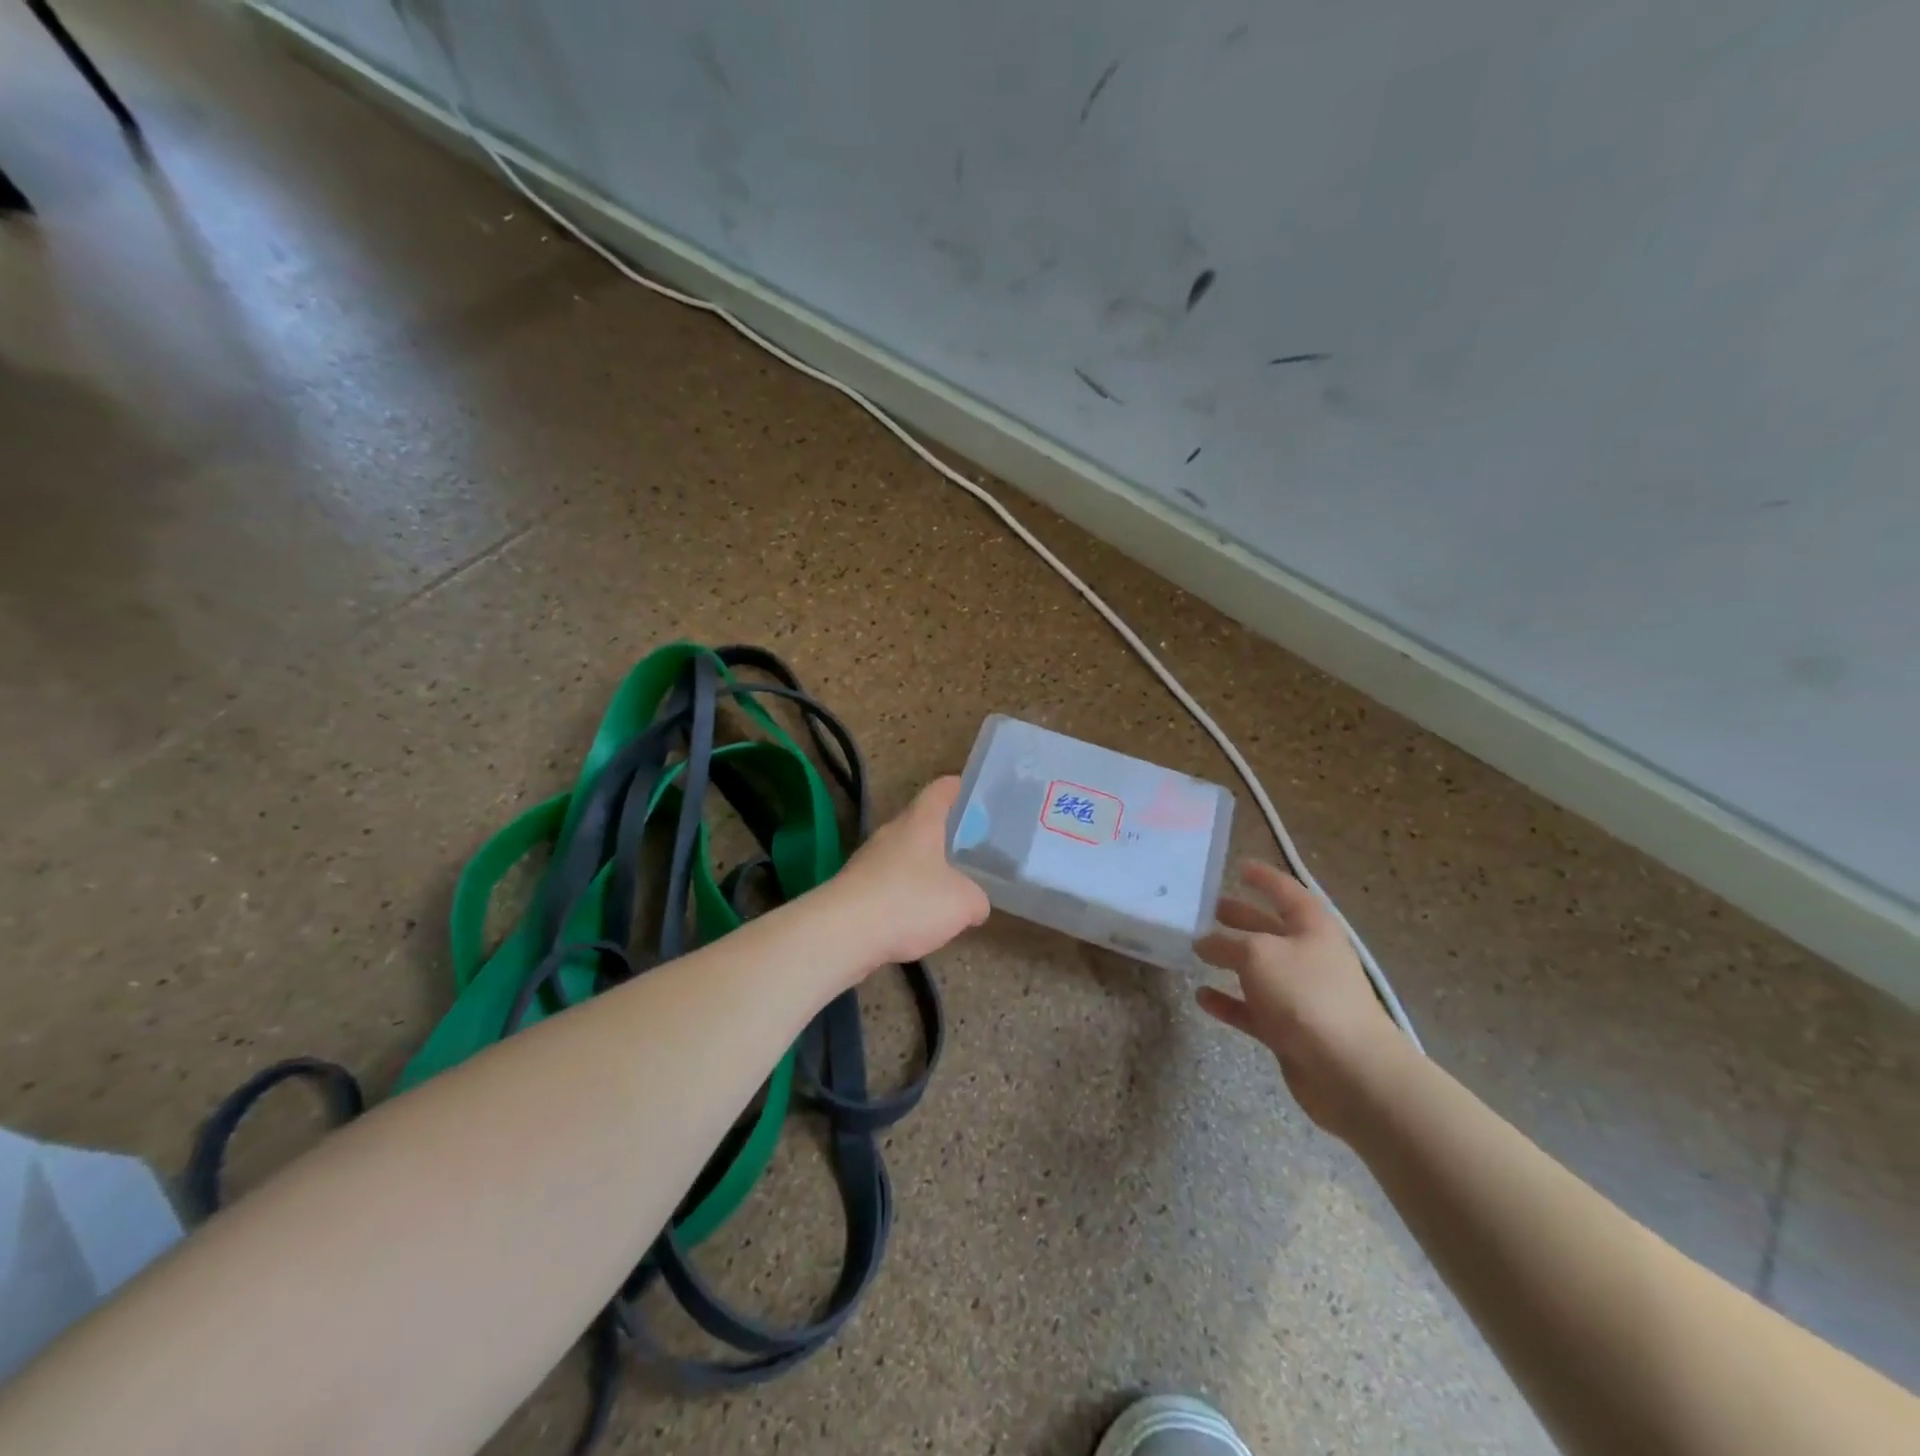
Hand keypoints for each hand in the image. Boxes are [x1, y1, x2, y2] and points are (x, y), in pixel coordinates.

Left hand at [832, 777, 990, 967]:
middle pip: (921, 822)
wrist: (842, 933)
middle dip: (944, 834)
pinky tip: (917, 918)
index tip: (977, 794)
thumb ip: (977, 899)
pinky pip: (888, 883)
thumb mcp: (963, 902)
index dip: (960, 788)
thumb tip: (976, 903)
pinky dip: (904, 895)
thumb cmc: (908, 902)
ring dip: (923, 868)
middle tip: (971, 849)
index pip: (941, 789)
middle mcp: (892, 832)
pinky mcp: (854, 888)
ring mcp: (868, 859)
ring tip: (947, 888)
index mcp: (920, 822)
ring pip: (903, 854)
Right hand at [1194, 861, 1402, 1138]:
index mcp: (1312, 927)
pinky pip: (1252, 1009)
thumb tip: (1204, 941)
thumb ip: (1226, 942)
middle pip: (1269, 929)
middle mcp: (1308, 956)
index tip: (1239, 866)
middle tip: (1205, 908)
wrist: (1349, 1071)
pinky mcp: (1289, 1030)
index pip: (1286, 891)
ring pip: (1258, 969)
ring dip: (1229, 959)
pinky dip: (1228, 1002)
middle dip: (1239, 917)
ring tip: (1195, 949)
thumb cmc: (1306, 996)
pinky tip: (1201, 996)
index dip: (1264, 878)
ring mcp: (1300, 995)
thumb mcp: (1258, 954)